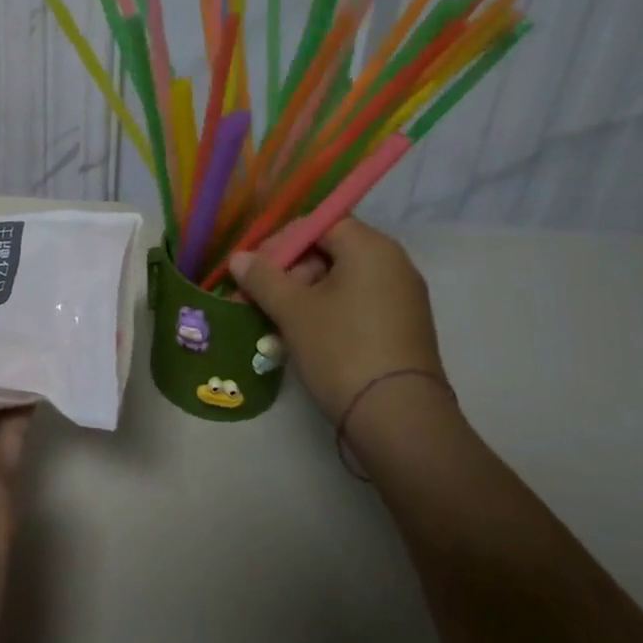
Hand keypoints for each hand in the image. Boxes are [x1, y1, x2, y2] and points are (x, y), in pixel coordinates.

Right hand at [229, 218, 446, 434]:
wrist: (398, 419)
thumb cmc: (341, 349)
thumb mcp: (292, 310)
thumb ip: (262, 278)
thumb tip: (239, 258)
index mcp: (370, 248)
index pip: (319, 224)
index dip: (281, 242)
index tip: (255, 269)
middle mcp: (393, 264)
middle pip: (329, 251)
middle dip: (289, 273)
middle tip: (261, 299)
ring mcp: (402, 297)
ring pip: (340, 282)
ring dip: (303, 297)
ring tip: (275, 326)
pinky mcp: (402, 328)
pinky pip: (356, 306)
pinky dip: (327, 315)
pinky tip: (301, 340)